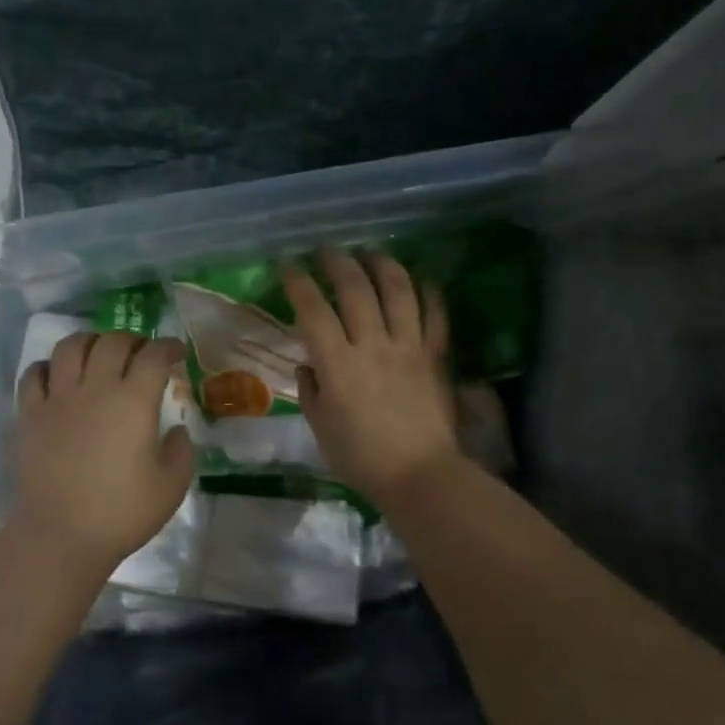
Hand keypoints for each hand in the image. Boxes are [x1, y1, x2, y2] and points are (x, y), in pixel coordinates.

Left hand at [11, 331, 194, 577]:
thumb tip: (175, 430)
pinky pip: (34, 374)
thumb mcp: (171, 486)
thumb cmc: (122, 512)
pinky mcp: (29, 414)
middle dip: (132, 339)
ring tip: (98, 351)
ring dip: (89, 341)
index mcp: (133, 401)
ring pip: (70, 347)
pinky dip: (49, 366)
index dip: (168, 347)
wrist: (60, 534)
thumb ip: (180, 451)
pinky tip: (57, 375)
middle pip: (112, 342)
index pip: (153, 356)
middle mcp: (95, 388)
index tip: (176, 352)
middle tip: (141, 351)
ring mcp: (57, 398)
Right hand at [283, 247, 461, 507]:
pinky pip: (435, 312)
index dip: (298, 283)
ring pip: (398, 290)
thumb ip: (310, 390)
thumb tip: (309, 365)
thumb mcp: (320, 427)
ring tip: (370, 253)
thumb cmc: (361, 457)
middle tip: (326, 250)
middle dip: (337, 261)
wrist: (420, 475)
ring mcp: (409, 346)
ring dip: (382, 264)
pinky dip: (428, 290)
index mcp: (337, 364)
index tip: (288, 267)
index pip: (313, 310)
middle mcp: (373, 345)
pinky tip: (418, 279)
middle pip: (355, 288)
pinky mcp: (437, 355)